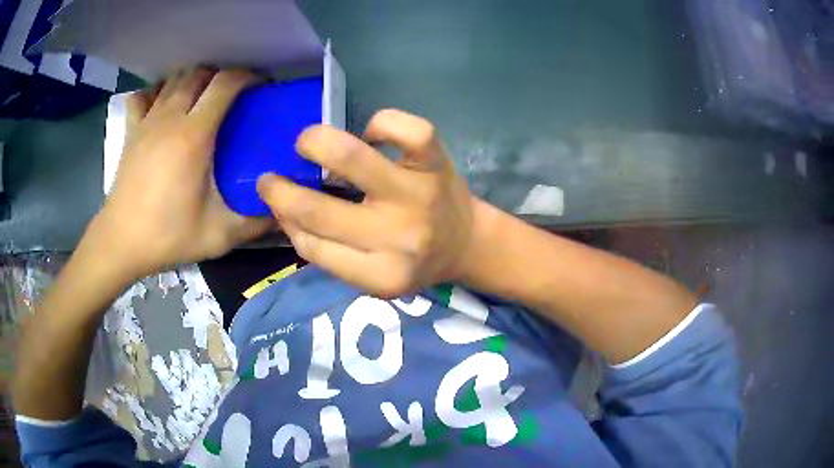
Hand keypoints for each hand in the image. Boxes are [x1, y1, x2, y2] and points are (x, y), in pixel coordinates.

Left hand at [91, 69, 271, 278]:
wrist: (121, 243)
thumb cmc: (167, 236)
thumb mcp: (218, 235)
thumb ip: (255, 223)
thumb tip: (283, 212)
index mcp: (194, 135)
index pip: (225, 84)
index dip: (246, 77)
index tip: (259, 86)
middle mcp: (170, 118)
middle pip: (199, 74)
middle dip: (220, 76)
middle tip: (232, 94)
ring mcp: (147, 121)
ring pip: (173, 80)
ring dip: (191, 80)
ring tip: (201, 97)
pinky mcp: (131, 131)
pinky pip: (143, 96)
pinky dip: (155, 91)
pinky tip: (161, 103)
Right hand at [257, 109, 474, 297]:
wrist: (466, 243)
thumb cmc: (413, 260)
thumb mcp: (371, 274)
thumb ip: (328, 252)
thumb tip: (284, 213)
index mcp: (380, 275)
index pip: (312, 247)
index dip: (285, 220)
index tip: (275, 202)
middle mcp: (397, 238)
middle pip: (319, 210)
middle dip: (280, 190)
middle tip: (271, 178)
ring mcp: (418, 195)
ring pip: (352, 158)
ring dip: (316, 144)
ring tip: (308, 143)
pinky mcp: (437, 163)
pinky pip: (406, 129)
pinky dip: (381, 123)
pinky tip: (372, 134)